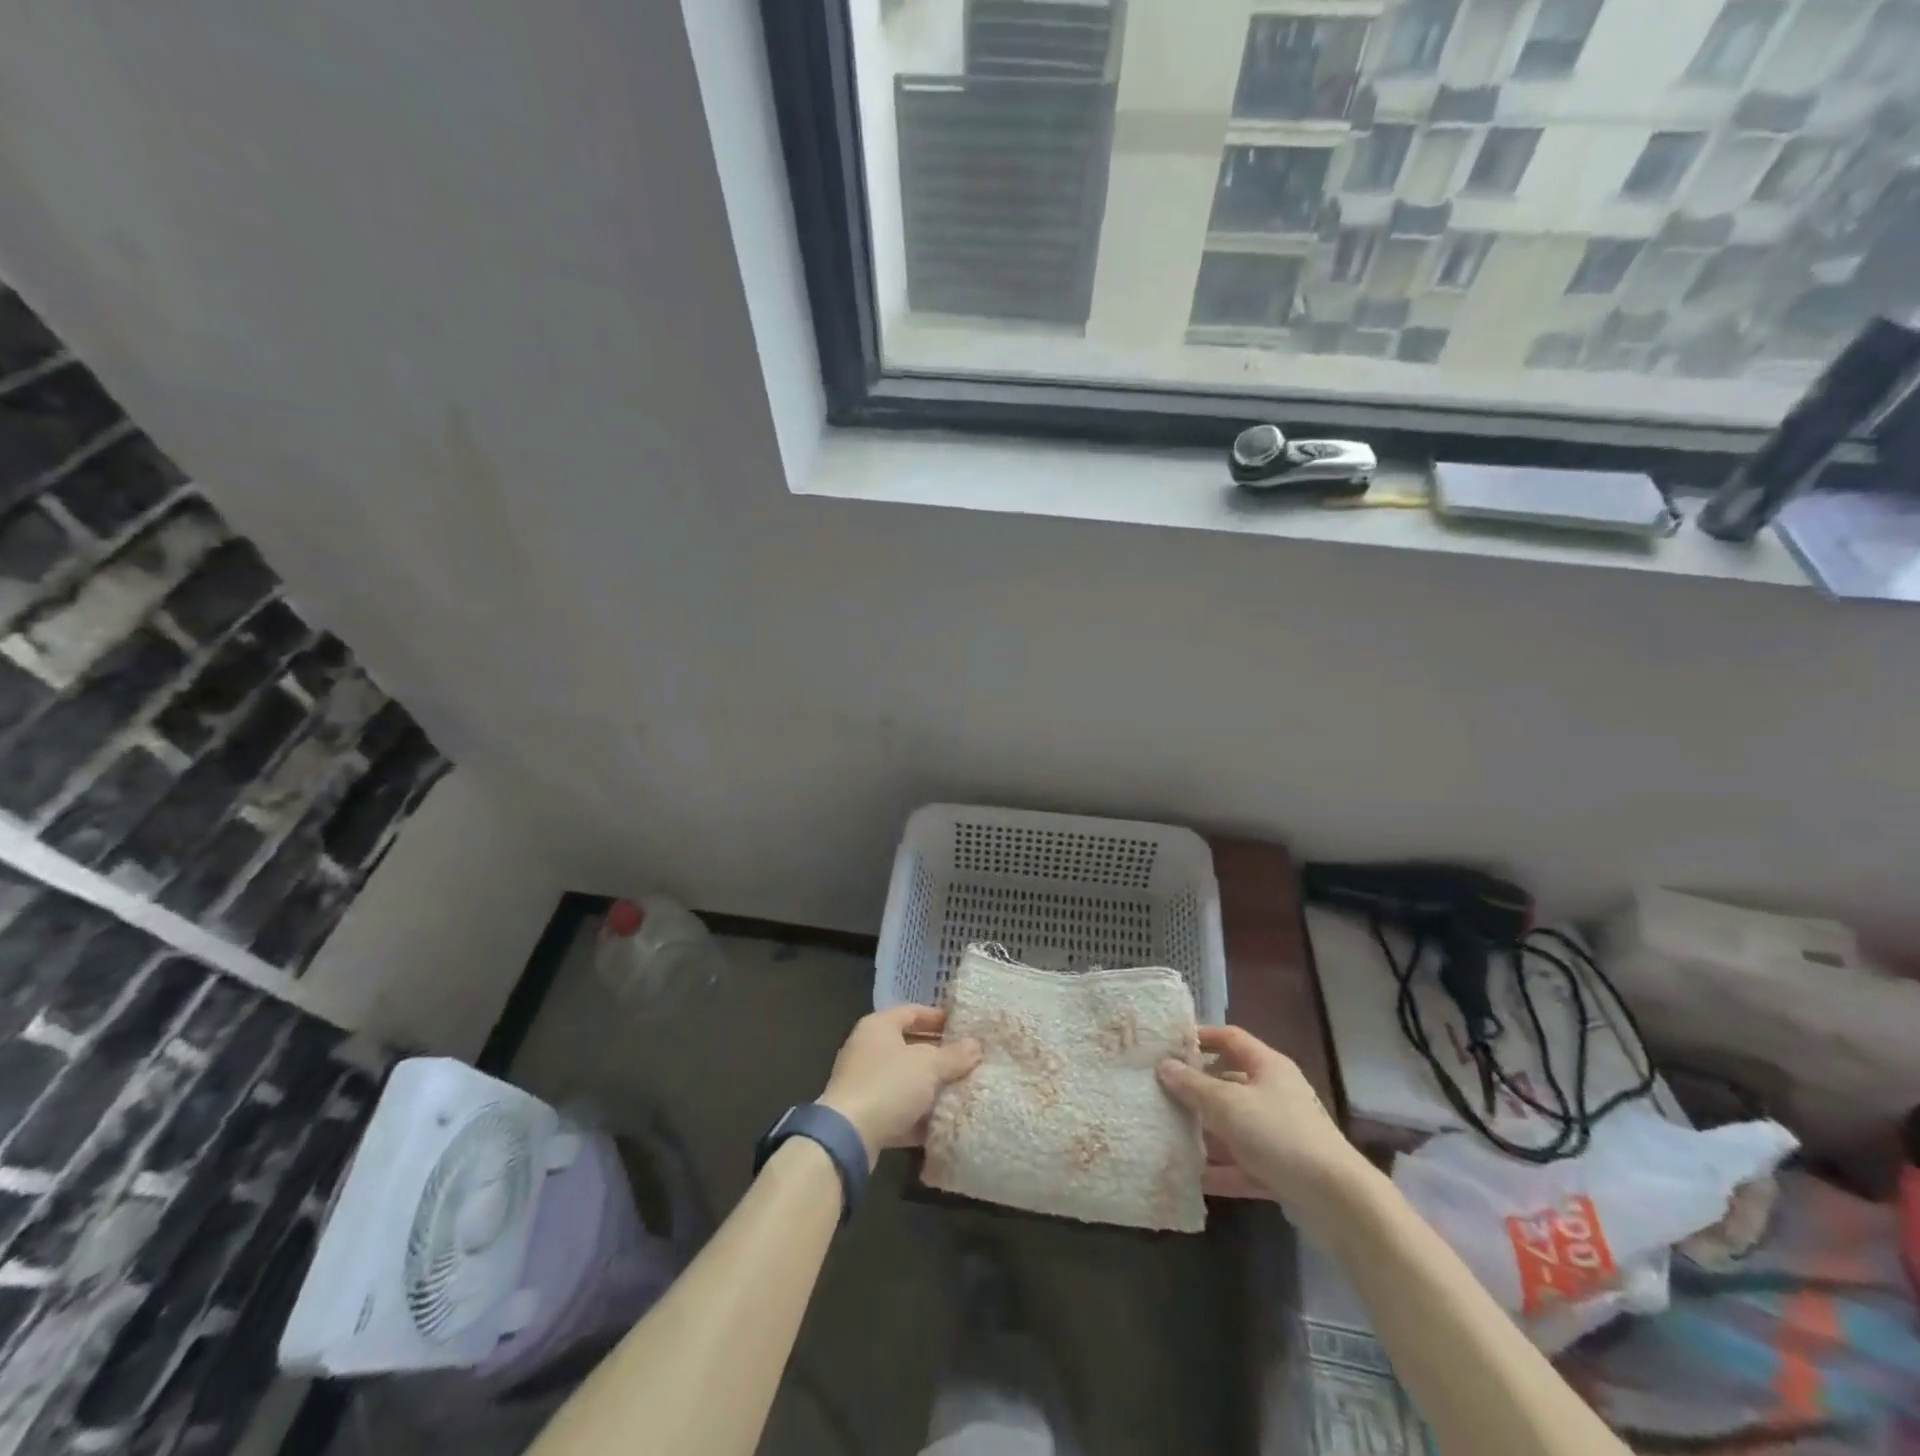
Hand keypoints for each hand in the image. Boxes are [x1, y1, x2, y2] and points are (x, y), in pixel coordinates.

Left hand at [818, 1005, 982, 1166]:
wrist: (848, 1137)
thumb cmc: (888, 1085)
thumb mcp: (928, 1066)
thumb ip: (953, 1055)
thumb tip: (976, 1046)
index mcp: (879, 1026)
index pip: (912, 1011)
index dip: (938, 1017)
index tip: (964, 1027)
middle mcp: (868, 1049)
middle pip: (909, 1046)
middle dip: (938, 1055)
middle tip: (967, 1060)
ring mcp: (864, 1083)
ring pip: (905, 1080)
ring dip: (930, 1087)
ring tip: (961, 1090)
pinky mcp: (864, 1115)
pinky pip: (898, 1108)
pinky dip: (918, 1114)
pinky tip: (942, 1123)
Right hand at [1157, 1026, 1361, 1219]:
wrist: (1337, 1200)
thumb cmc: (1279, 1134)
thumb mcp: (1228, 1105)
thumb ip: (1193, 1086)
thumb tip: (1164, 1066)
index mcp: (1268, 1066)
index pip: (1230, 1038)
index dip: (1201, 1037)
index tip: (1169, 1045)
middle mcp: (1275, 1093)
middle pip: (1229, 1083)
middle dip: (1196, 1090)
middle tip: (1161, 1094)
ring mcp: (1280, 1133)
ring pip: (1234, 1126)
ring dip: (1205, 1133)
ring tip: (1169, 1135)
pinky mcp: (1282, 1170)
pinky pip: (1244, 1163)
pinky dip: (1221, 1170)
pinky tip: (1193, 1178)